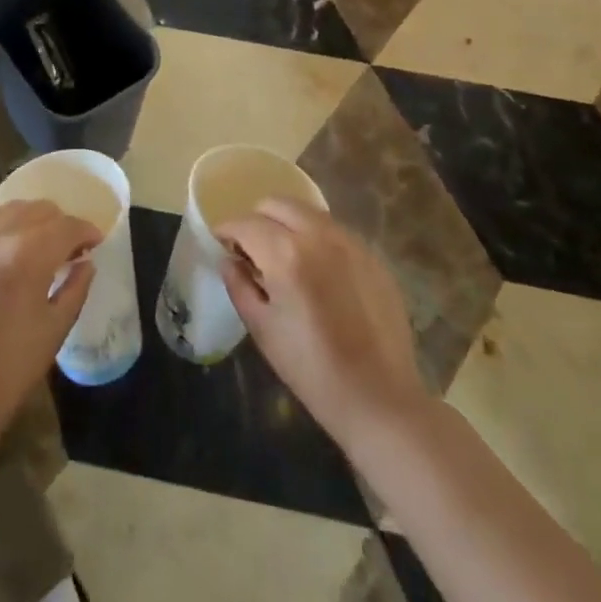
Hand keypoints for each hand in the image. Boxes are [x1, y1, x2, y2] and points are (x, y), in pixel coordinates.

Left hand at [0, 199, 101, 449]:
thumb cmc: (5, 373)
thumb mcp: (53, 332)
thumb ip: (75, 289)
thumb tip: (85, 263)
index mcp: (27, 254)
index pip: (66, 226)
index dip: (86, 232)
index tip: (96, 243)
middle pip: (37, 210)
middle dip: (59, 224)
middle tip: (69, 249)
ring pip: (7, 212)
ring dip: (30, 223)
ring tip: (37, 249)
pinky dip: (1, 233)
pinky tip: (4, 259)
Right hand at [218, 199, 427, 446]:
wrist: (379, 398)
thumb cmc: (311, 369)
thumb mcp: (262, 329)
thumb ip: (239, 285)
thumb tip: (228, 259)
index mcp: (286, 254)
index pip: (245, 223)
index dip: (227, 230)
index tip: (221, 243)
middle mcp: (318, 235)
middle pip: (277, 204)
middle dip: (256, 219)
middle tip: (251, 248)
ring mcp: (350, 241)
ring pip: (307, 211)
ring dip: (287, 223)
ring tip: (283, 255)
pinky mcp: (371, 254)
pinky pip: (333, 229)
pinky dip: (315, 236)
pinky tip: (316, 269)